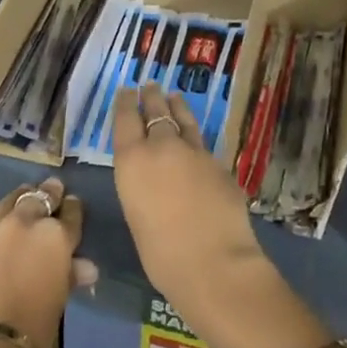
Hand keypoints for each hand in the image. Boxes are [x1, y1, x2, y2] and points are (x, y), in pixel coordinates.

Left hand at [0, 178, 94, 347]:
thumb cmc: (32, 330)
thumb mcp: (58, 300)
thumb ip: (70, 274)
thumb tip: (86, 267)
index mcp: (55, 237)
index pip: (70, 214)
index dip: (72, 209)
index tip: (71, 205)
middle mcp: (23, 223)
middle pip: (39, 198)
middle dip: (47, 194)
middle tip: (51, 190)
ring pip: (8, 201)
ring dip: (19, 200)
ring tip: (23, 199)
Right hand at [112, 85, 263, 316]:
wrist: (213, 262)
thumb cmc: (161, 253)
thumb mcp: (136, 215)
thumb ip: (141, 186)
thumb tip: (153, 179)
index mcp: (133, 161)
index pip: (126, 120)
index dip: (126, 103)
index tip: (126, 91)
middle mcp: (162, 147)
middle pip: (156, 112)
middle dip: (152, 97)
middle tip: (150, 85)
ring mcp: (195, 152)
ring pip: (184, 120)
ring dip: (177, 107)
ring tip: (174, 96)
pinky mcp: (220, 164)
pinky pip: (203, 144)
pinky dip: (196, 137)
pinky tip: (196, 140)